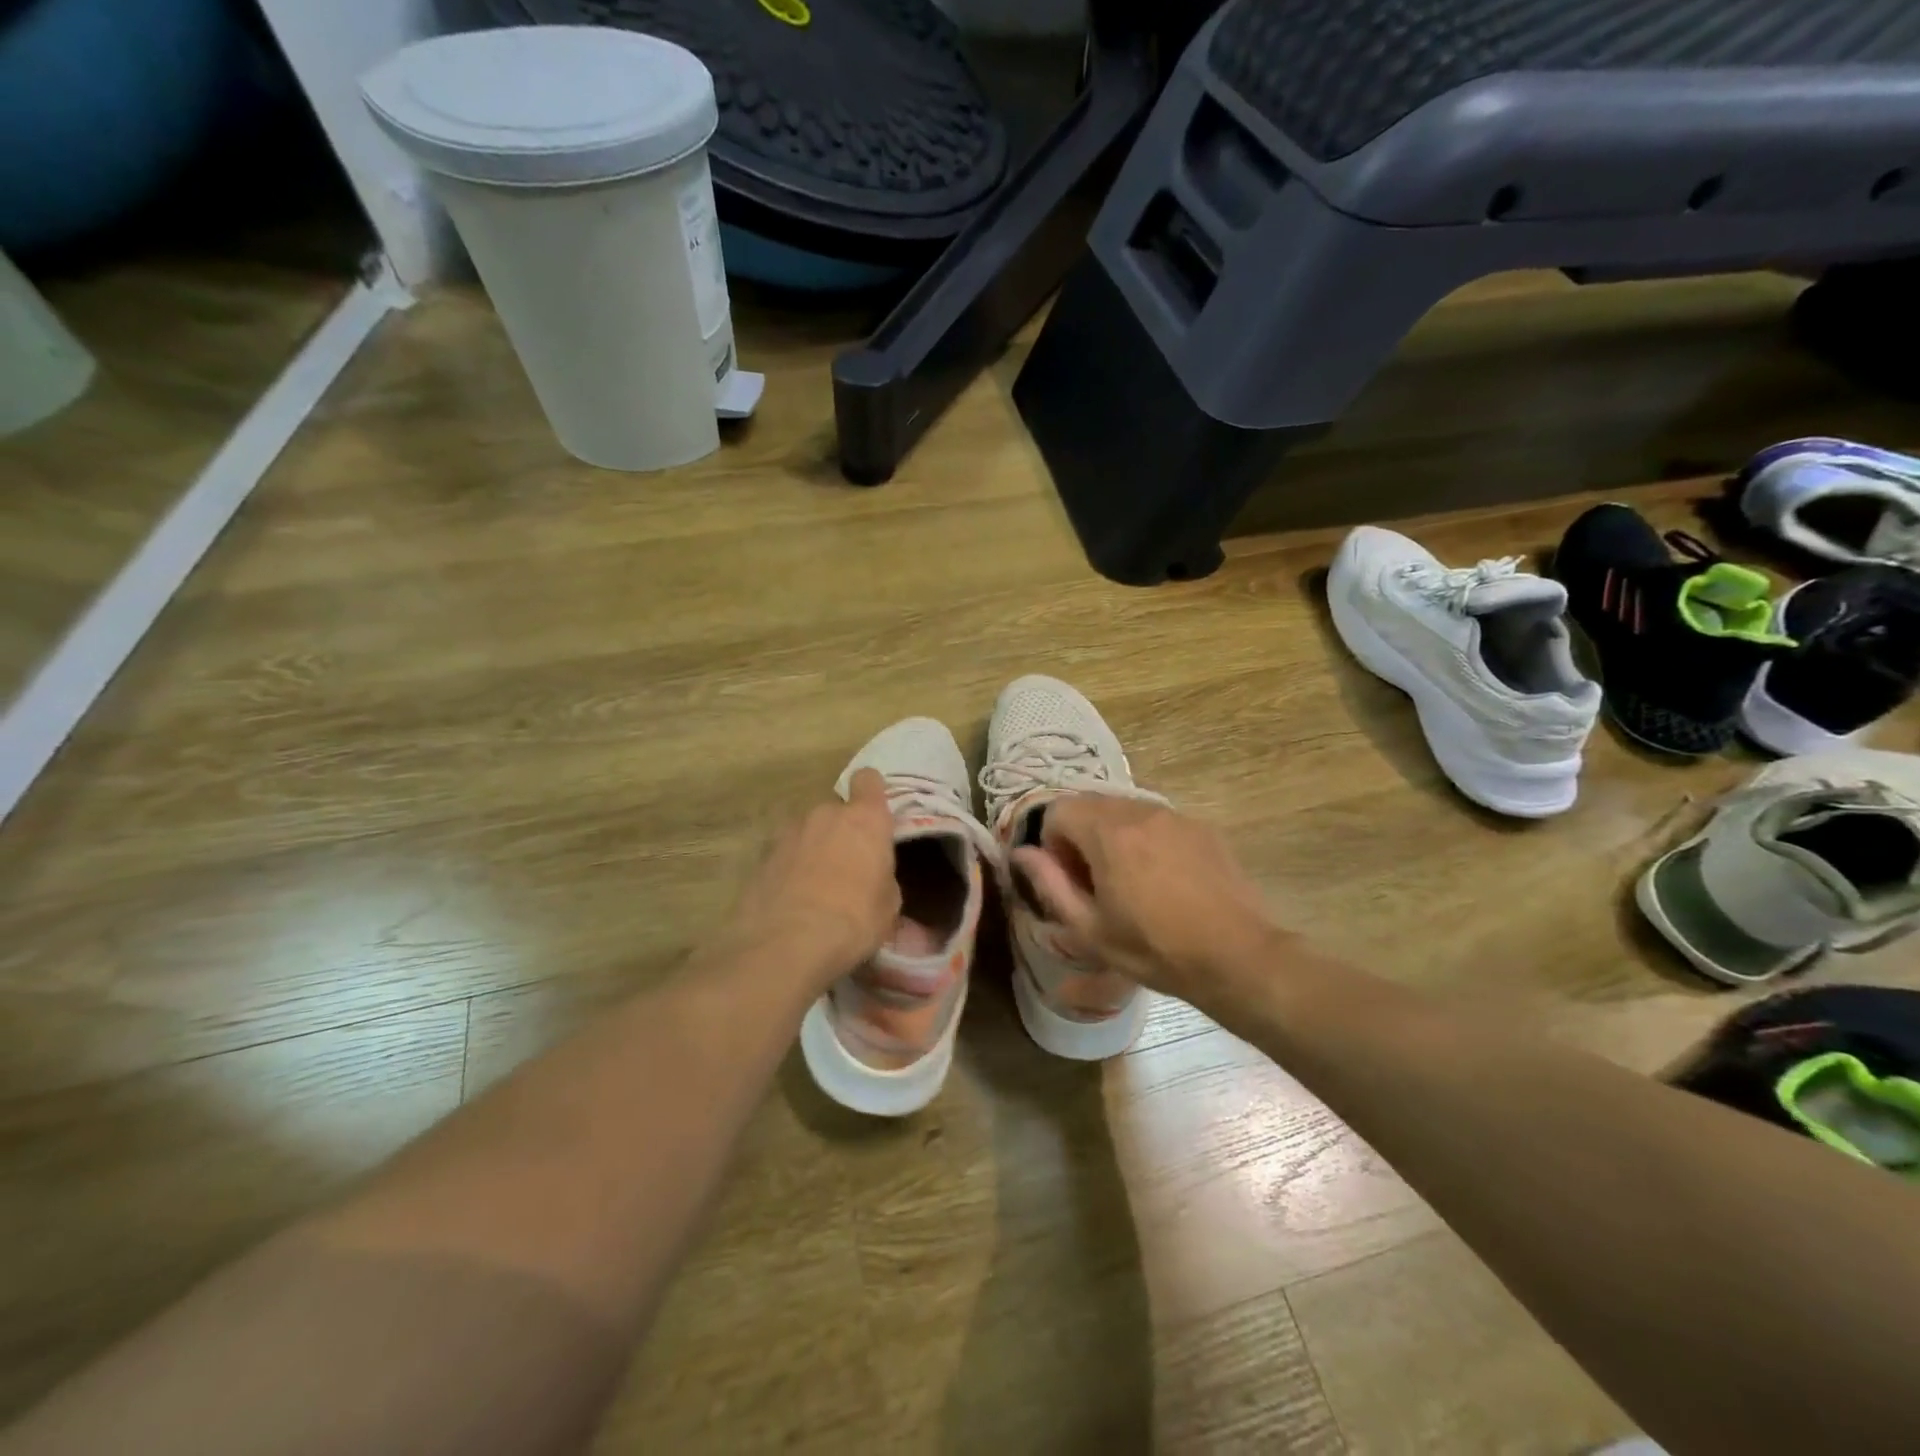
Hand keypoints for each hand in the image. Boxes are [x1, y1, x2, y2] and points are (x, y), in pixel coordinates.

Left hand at [723, 768, 898, 990]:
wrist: (787, 945)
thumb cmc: (854, 920)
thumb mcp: (888, 906)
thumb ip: (882, 878)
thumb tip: (875, 880)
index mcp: (864, 819)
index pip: (868, 780)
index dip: (872, 793)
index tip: (874, 814)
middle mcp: (825, 815)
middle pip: (836, 811)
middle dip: (841, 831)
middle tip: (848, 866)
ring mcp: (788, 833)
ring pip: (807, 832)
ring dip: (813, 849)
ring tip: (816, 886)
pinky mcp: (761, 857)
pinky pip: (785, 855)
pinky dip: (789, 869)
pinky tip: (792, 900)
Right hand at [1011, 796, 1277, 1010]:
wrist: (1237, 956)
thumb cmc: (1154, 948)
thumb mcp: (1089, 928)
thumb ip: (1049, 884)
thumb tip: (1021, 853)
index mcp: (1107, 831)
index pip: (1058, 810)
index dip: (1051, 844)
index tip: (1068, 880)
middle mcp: (1140, 810)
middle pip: (1091, 805)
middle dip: (1081, 837)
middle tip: (1094, 883)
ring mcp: (1175, 816)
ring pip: (1125, 811)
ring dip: (1113, 837)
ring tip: (1130, 882)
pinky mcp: (1202, 827)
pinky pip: (1158, 821)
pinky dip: (1146, 840)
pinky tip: (1164, 880)